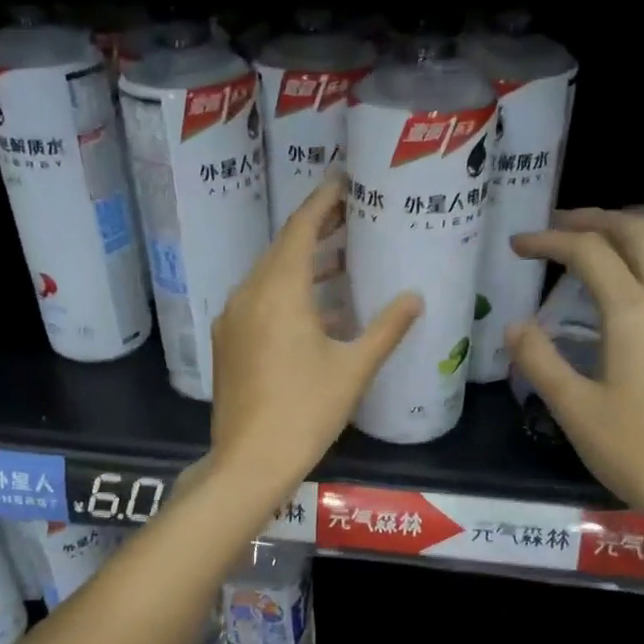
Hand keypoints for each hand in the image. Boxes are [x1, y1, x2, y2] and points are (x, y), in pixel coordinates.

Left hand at [211, 177, 420, 496]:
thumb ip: (387, 328)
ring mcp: (232, 320)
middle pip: (282, 249)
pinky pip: (258, 304)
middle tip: (351, 218)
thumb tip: (415, 298)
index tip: (344, 182)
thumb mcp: (354, 368)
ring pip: (268, 278)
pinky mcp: (227, 344)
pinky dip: (287, 296)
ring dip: (302, 267)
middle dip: (316, 231)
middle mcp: (248, 295)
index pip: (301, 229)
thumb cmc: (306, 411)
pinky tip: (316, 314)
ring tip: (340, 263)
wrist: (250, 460)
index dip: (323, 202)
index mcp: (278, 290)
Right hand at [505, 207, 643, 543]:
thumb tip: (515, 326)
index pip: (589, 253)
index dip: (549, 241)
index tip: (517, 246)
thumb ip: (540, 361)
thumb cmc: (637, 452)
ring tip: (591, 246)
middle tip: (556, 226)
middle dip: (594, 219)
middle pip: (639, 232)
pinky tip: (626, 291)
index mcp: (634, 313)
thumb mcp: (574, 410)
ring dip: (626, 235)